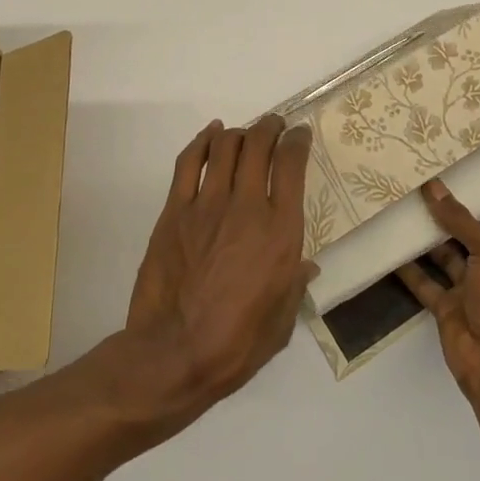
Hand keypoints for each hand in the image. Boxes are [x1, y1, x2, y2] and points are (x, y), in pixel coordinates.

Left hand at [125, 115, 316, 415]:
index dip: (298, 141)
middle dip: (270, 127)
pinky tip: (211, 134)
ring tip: (245, 134)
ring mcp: (207, 205)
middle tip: (275, 126)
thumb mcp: (282, 321)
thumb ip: (296, 286)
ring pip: (226, 146)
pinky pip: (190, 162)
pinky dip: (203, 141)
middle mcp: (247, 206)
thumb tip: (306, 268)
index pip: (292, 164)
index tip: (300, 135)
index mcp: (280, 231)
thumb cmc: (236, 344)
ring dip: (239, 132)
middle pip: (259, 144)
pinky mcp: (175, 210)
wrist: (173, 354)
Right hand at [397, 179, 479, 396]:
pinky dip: (411, 270)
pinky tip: (392, 248)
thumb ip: (461, 220)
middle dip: (452, 217)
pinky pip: (427, 284)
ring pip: (447, 258)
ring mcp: (473, 291)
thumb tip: (434, 187)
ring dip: (428, 239)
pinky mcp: (449, 308)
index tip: (465, 179)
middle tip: (424, 188)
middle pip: (473, 237)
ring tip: (403, 209)